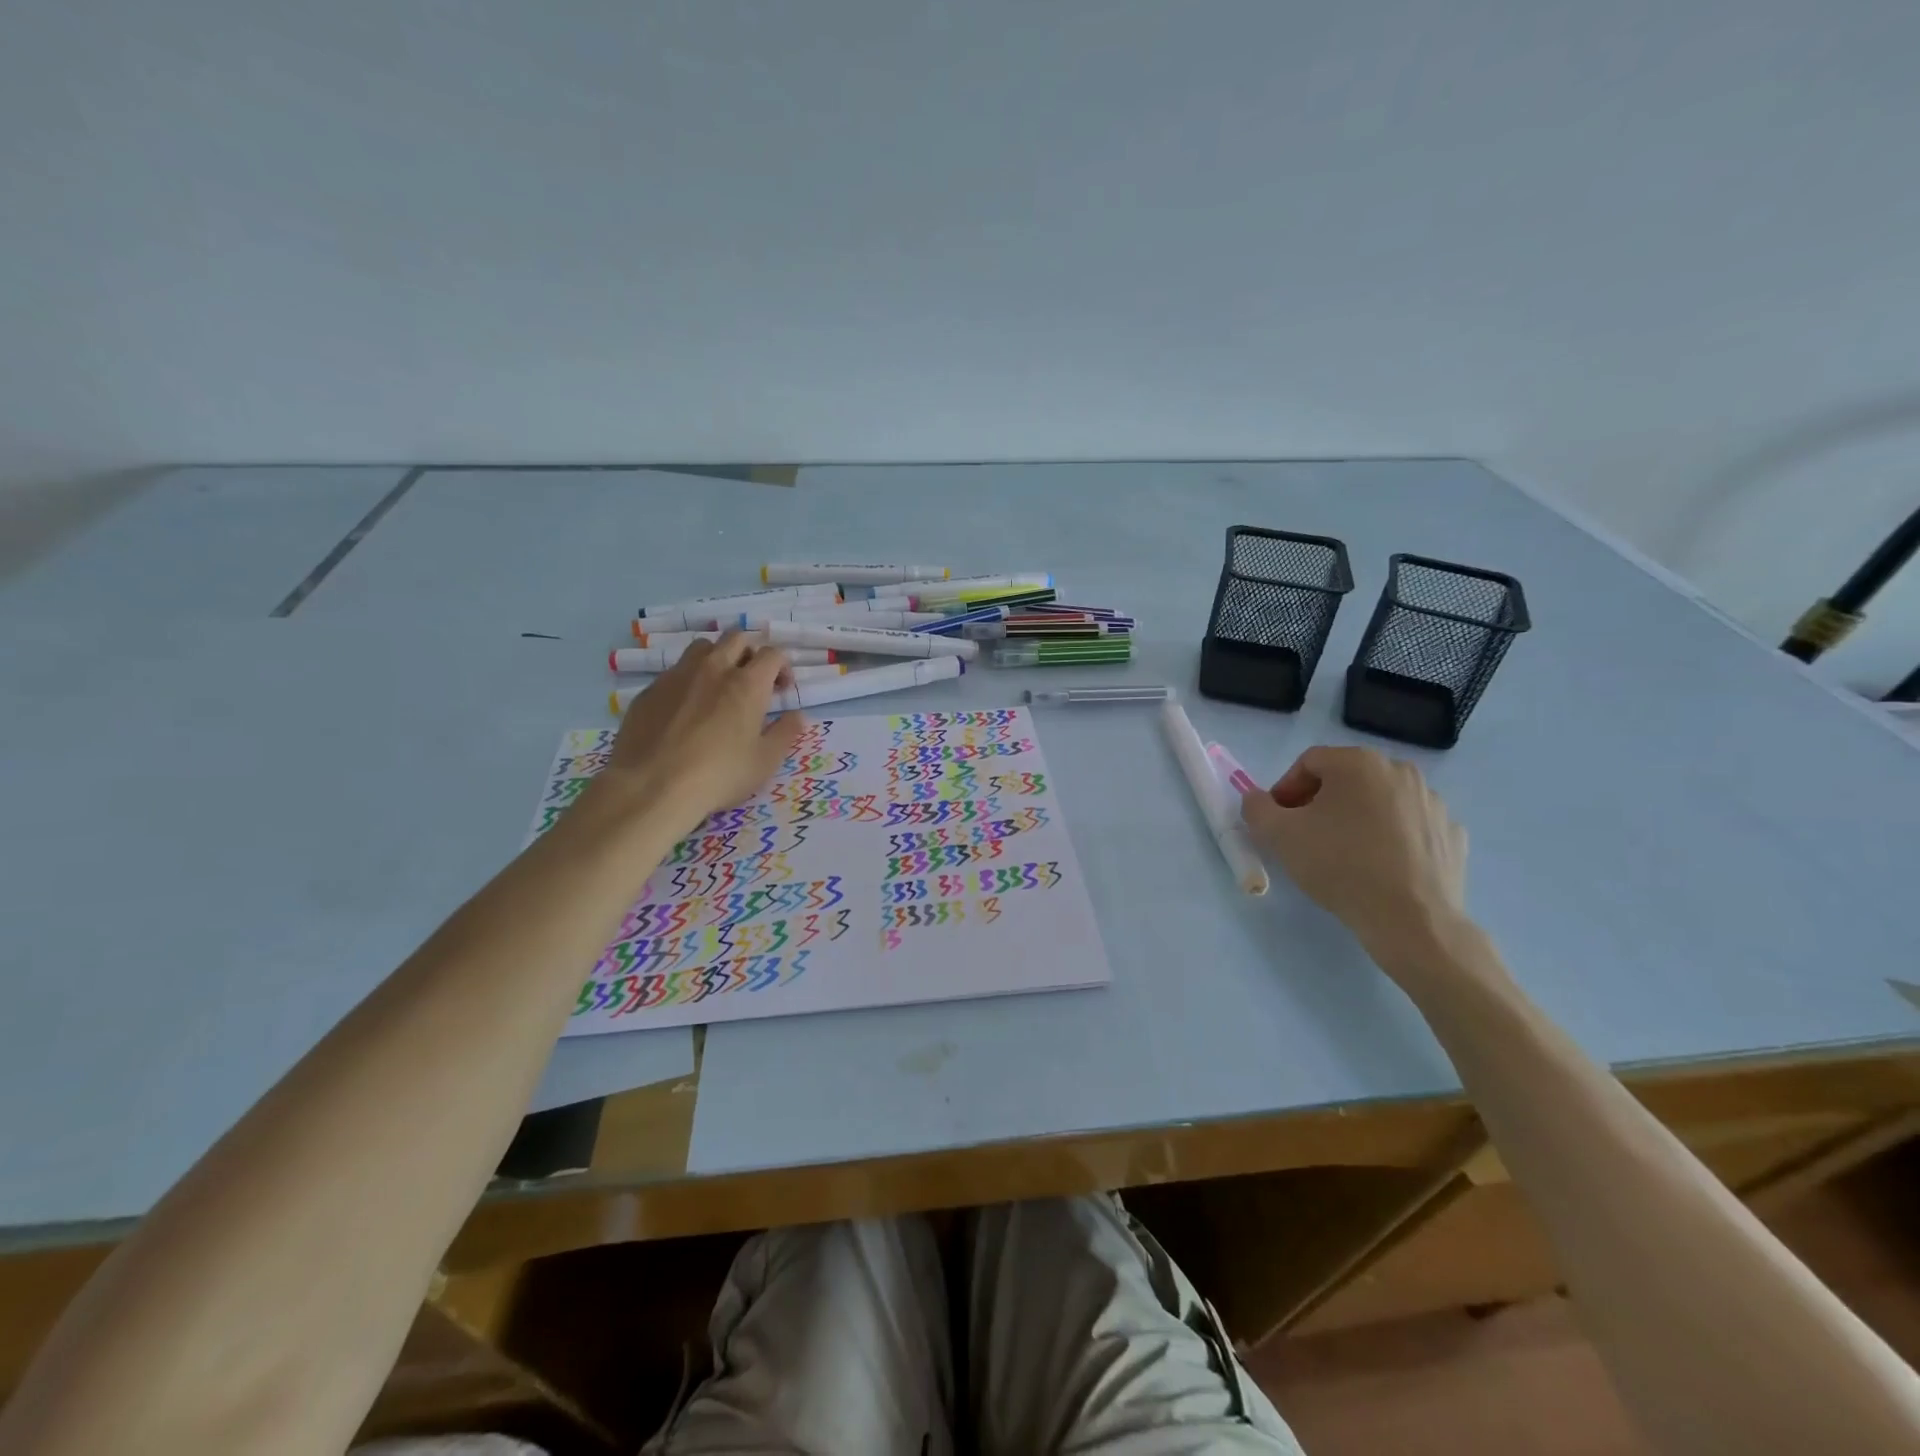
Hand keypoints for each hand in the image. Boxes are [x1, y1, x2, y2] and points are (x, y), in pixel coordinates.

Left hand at [589, 632, 803, 832]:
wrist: (652, 786)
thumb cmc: (719, 775)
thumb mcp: (765, 761)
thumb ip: (785, 733)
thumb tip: (796, 715)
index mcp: (747, 684)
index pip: (772, 654)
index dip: (783, 666)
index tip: (782, 689)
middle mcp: (713, 669)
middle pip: (736, 638)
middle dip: (751, 652)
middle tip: (753, 680)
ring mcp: (677, 676)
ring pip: (703, 647)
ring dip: (718, 658)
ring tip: (718, 686)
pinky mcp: (650, 690)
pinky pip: (675, 672)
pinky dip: (688, 681)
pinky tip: (685, 710)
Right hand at [1240, 746, 1468, 948]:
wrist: (1411, 919)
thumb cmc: (1340, 866)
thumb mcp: (1279, 835)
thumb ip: (1256, 808)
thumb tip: (1257, 799)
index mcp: (1358, 763)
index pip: (1309, 763)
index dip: (1285, 789)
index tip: (1278, 820)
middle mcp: (1400, 771)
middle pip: (1346, 779)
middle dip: (1320, 802)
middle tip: (1305, 836)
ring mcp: (1432, 802)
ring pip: (1380, 801)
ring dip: (1356, 818)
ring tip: (1343, 854)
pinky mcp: (1451, 833)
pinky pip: (1409, 827)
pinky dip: (1391, 838)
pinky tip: (1380, 866)